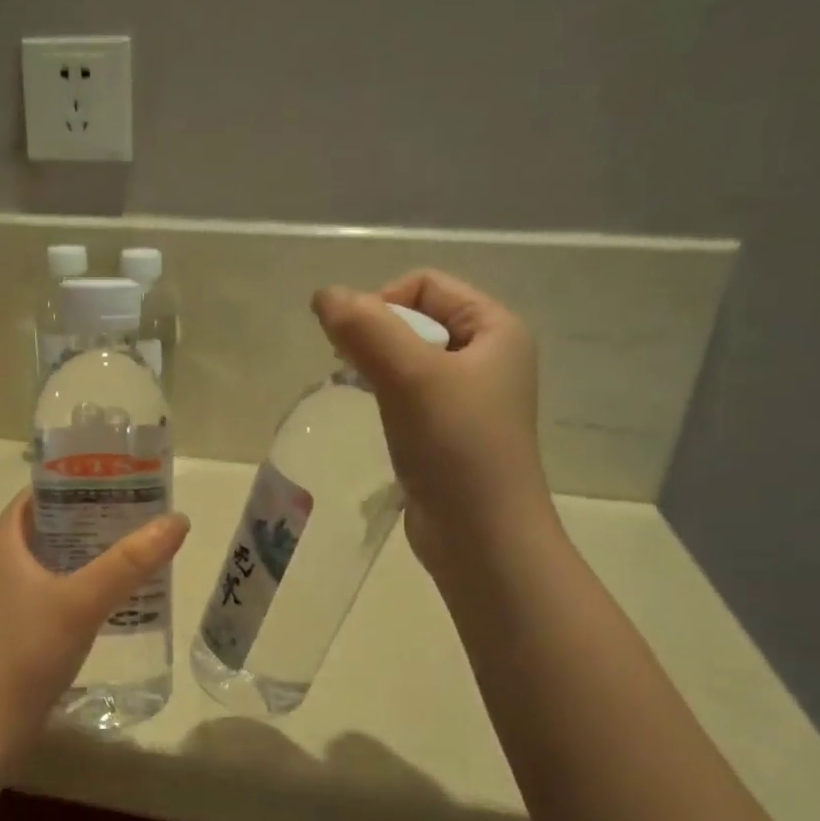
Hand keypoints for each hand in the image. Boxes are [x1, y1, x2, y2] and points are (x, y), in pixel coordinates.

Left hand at [0, 490, 189, 734]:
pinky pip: (58, 590)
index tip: (127, 479)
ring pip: (58, 559)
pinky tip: (120, 595)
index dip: (83, 480)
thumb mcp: (82, 599)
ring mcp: (9, 595)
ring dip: (95, 553)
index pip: (44, 490)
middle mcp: (3, 560)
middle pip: (56, 523)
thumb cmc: (27, 649)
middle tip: (145, 514)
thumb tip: (177, 520)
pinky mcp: (20, 625)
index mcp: (5, 539)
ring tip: (141, 549)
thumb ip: (130, 561)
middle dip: (98, 517)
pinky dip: (87, 584)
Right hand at [312, 272, 549, 572]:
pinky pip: (410, 396)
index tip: (356, 345)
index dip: (383, 302)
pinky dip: (385, 398)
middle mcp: (488, 356)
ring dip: (377, 368)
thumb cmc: (456, 447)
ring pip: (410, 360)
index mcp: (496, 328)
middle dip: (376, 335)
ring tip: (361, 396)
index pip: (427, 284)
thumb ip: (366, 330)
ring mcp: (469, 398)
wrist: (481, 536)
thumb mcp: (411, 377)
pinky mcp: (449, 433)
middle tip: (350, 370)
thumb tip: (323, 295)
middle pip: (417, 319)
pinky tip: (374, 420)